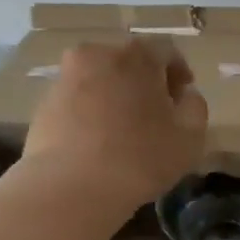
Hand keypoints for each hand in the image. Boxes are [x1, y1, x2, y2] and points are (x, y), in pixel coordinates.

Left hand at [22, 40, 208, 210]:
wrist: (69, 187)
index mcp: (136, 56)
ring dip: (116, 95)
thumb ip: (195, 107)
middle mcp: (97, 55)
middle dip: (146, 82)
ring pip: (101, 79)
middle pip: (129, 61)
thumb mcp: (190, 137)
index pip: (166, 51)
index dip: (179, 72)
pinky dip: (93, 111)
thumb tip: (185, 95)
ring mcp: (66, 77)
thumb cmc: (140, 158)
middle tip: (156, 112)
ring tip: (125, 129)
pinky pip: (78, 99)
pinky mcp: (44, 103)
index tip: (184, 96)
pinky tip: (99, 141)